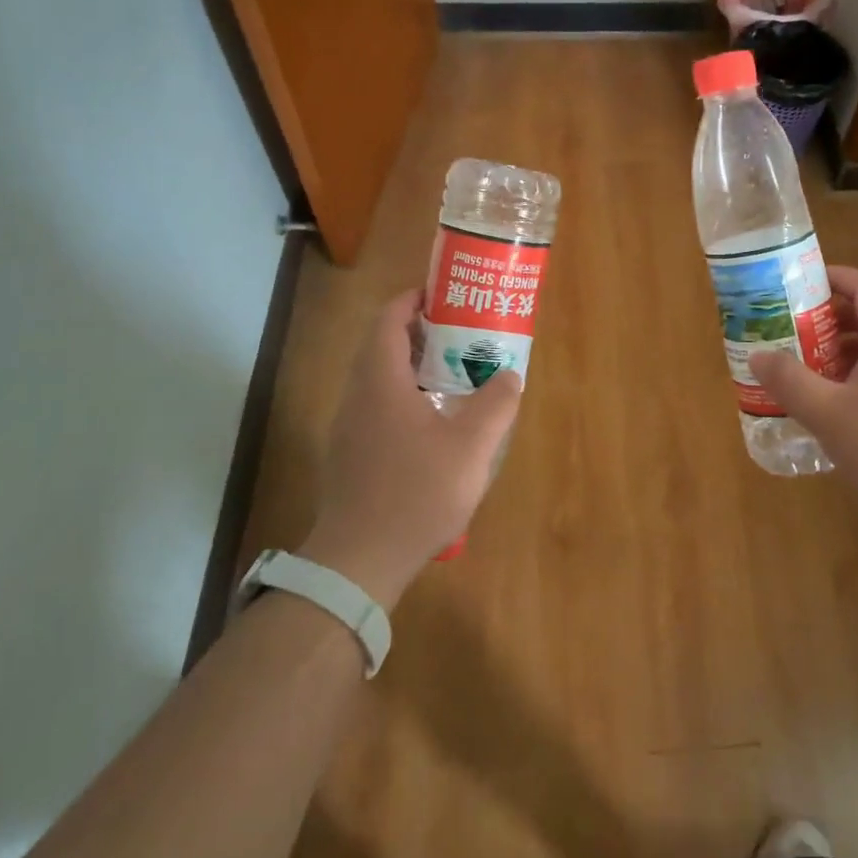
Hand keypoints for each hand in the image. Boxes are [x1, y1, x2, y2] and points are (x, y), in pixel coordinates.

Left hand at [298, 290, 522, 606]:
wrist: (359, 561)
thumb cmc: (416, 493)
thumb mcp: (471, 446)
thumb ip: (496, 404)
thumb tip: (509, 375)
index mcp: (380, 381)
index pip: (388, 320)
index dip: (413, 300)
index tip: (445, 296)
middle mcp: (357, 396)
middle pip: (382, 346)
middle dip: (420, 332)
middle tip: (460, 335)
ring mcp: (348, 428)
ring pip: (378, 379)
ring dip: (412, 367)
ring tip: (453, 375)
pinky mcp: (349, 455)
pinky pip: (376, 407)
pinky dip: (403, 397)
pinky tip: (434, 424)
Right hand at [749, 265, 857, 542]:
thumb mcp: (830, 414)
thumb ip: (790, 382)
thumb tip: (758, 356)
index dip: (834, 277)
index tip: (798, 283)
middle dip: (824, 319)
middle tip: (786, 331)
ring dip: (834, 354)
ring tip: (798, 370)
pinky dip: (849, 382)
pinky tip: (827, 410)